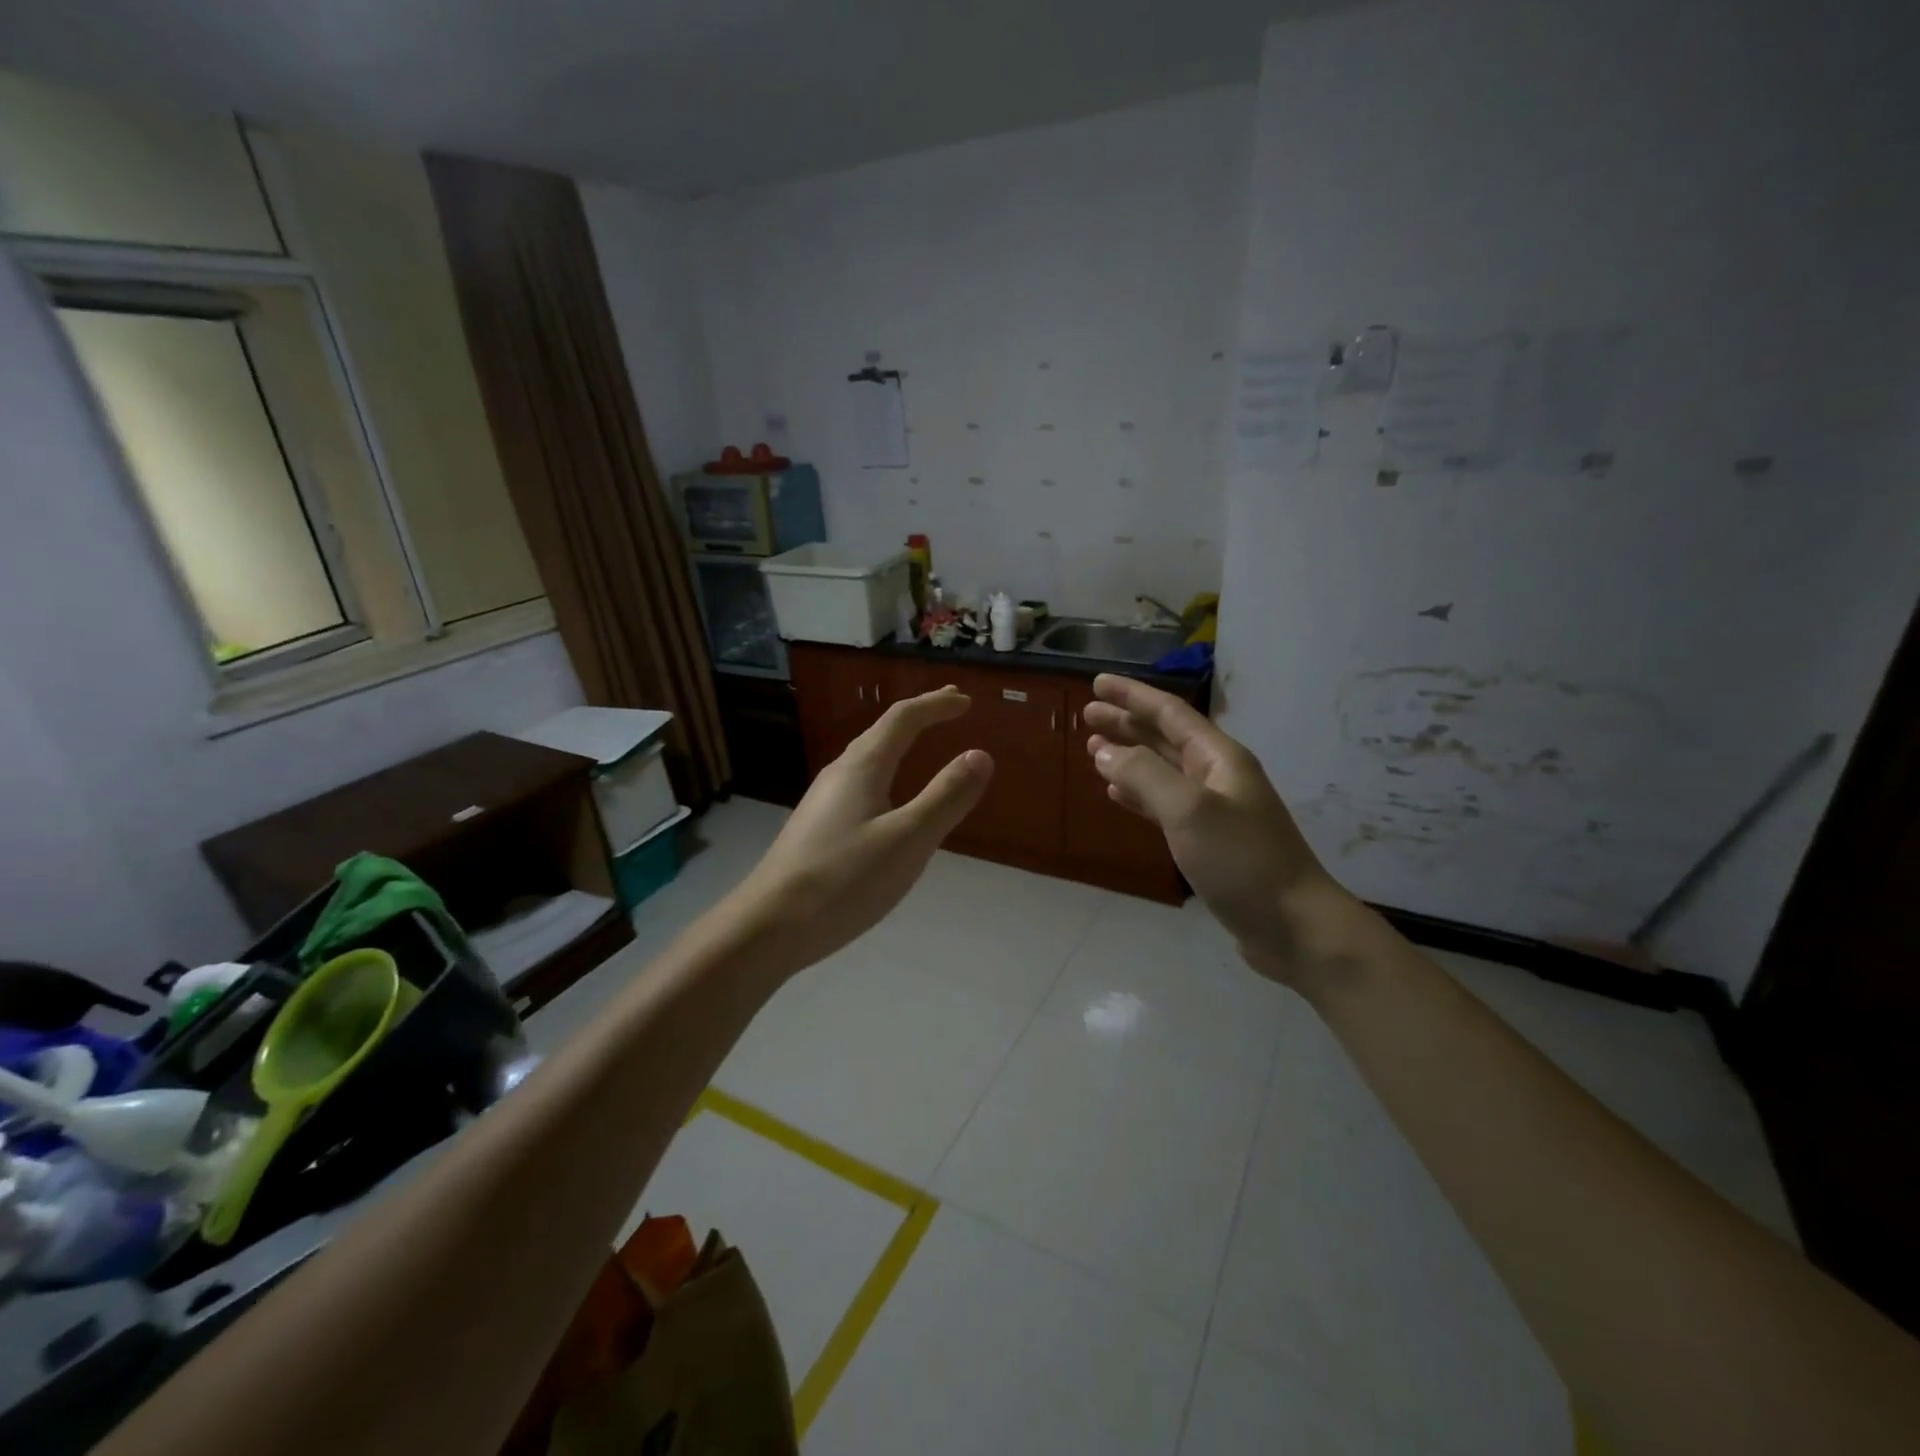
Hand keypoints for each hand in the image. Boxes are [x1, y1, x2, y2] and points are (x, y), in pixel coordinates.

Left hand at [731, 686, 992, 976]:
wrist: (768, 926)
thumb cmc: (843, 880)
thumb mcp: (908, 839)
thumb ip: (945, 797)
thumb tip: (980, 755)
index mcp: (862, 767)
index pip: (902, 719)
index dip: (935, 705)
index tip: (965, 701)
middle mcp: (839, 774)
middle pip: (882, 732)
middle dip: (918, 716)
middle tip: (949, 706)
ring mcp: (823, 802)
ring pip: (868, 758)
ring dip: (900, 743)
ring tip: (921, 743)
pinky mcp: (817, 828)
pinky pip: (860, 783)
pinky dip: (886, 772)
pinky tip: (887, 799)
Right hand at [1082, 673, 1362, 988]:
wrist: (1294, 926)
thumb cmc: (1242, 861)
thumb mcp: (1189, 811)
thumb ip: (1145, 775)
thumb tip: (1105, 751)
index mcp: (1218, 758)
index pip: (1169, 713)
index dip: (1132, 695)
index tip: (1096, 682)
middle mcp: (1217, 776)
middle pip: (1165, 738)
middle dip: (1127, 722)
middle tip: (1087, 715)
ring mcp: (1215, 809)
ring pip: (1163, 770)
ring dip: (1129, 756)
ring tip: (1093, 750)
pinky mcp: (1209, 842)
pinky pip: (1165, 804)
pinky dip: (1140, 794)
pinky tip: (1118, 794)